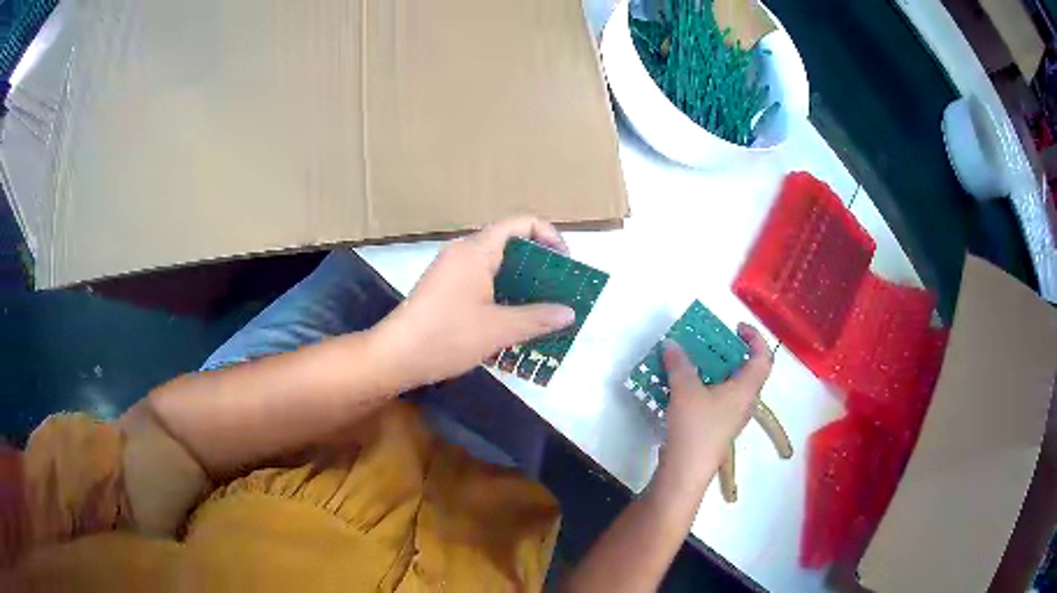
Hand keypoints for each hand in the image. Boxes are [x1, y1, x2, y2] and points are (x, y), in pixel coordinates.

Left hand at [373, 217, 576, 389]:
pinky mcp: (443, 290)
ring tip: (543, 310)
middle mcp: (463, 253)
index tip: (565, 264)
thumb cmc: (446, 337)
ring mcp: (450, 272)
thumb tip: (569, 313)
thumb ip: (537, 318)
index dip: (549, 236)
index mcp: (476, 251)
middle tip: (560, 291)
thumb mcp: (498, 330)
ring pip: (496, 267)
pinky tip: (513, 323)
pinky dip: (502, 296)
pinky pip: (481, 283)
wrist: (394, 357)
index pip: (521, 224)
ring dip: (521, 285)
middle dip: (539, 266)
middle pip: (510, 245)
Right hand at [658, 323, 773, 485]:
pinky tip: (684, 388)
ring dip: (715, 371)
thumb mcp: (686, 390)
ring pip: (730, 386)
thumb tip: (672, 343)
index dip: (755, 338)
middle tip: (710, 343)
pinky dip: (706, 387)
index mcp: (746, 389)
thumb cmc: (696, 427)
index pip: (763, 358)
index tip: (737, 327)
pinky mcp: (717, 428)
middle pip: (746, 371)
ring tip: (693, 362)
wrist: (687, 470)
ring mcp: (731, 417)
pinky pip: (718, 399)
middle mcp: (744, 402)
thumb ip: (679, 364)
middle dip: (730, 353)